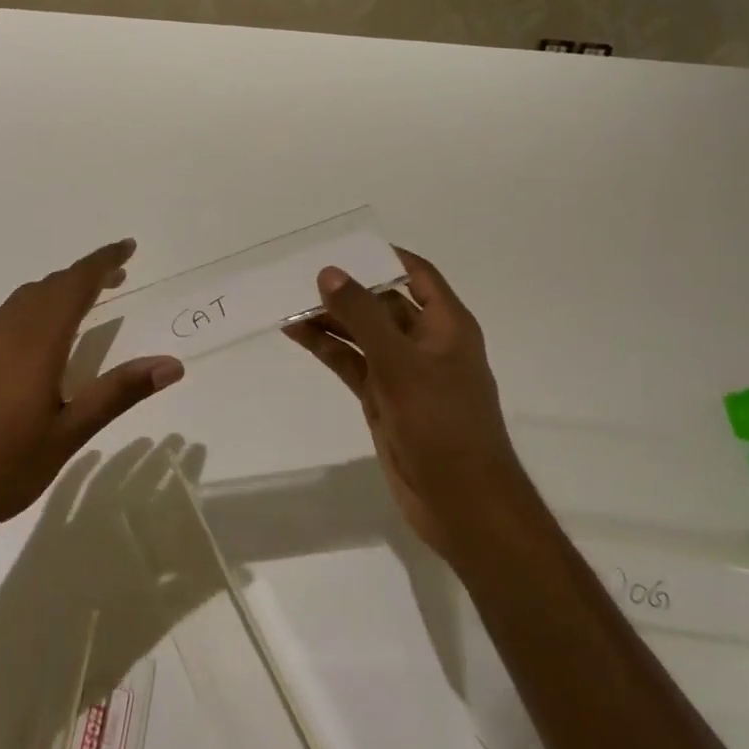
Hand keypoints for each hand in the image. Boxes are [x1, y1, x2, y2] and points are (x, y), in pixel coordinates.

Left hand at [0, 240, 183, 572]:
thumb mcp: (67, 435)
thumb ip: (118, 393)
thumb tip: (171, 364)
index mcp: (35, 341)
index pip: (75, 284)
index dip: (103, 261)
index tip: (128, 246)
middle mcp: (5, 330)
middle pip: (50, 286)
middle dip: (85, 274)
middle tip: (117, 275)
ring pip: (24, 298)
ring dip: (57, 290)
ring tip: (83, 301)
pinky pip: (5, 315)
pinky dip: (33, 308)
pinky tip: (37, 337)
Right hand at [282, 249, 522, 565]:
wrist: (462, 504)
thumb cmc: (442, 424)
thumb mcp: (401, 363)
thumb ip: (363, 316)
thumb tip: (329, 272)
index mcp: (446, 325)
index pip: (416, 273)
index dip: (383, 256)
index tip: (341, 245)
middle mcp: (425, 342)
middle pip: (382, 302)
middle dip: (346, 289)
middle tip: (300, 274)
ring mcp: (403, 372)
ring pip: (362, 334)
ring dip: (330, 319)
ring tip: (287, 302)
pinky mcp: (384, 399)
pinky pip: (352, 363)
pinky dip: (327, 349)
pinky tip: (296, 335)